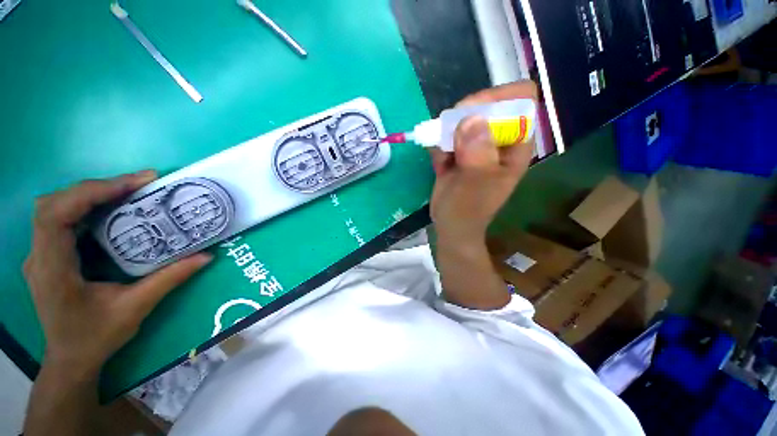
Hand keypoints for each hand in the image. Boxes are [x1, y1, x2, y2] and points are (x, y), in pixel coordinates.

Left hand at [23, 171, 211, 377]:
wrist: (71, 359)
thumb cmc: (97, 337)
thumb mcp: (135, 309)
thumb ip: (168, 279)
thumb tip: (206, 257)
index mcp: (52, 269)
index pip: (56, 215)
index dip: (91, 192)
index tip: (134, 184)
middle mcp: (39, 255)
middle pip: (55, 204)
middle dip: (96, 188)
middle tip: (138, 184)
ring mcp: (41, 254)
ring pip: (56, 207)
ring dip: (91, 194)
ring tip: (129, 191)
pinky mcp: (50, 254)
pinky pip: (63, 219)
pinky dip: (87, 206)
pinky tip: (111, 210)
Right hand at [430, 81, 537, 244]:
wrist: (450, 225)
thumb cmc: (468, 210)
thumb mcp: (476, 184)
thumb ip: (477, 154)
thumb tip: (470, 120)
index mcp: (515, 145)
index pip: (520, 102)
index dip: (498, 98)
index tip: (470, 111)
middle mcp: (498, 141)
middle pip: (488, 106)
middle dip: (465, 114)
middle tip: (448, 132)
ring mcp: (476, 145)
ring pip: (464, 118)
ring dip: (447, 130)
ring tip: (443, 154)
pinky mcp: (457, 152)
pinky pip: (447, 135)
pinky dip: (438, 143)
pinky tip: (439, 163)